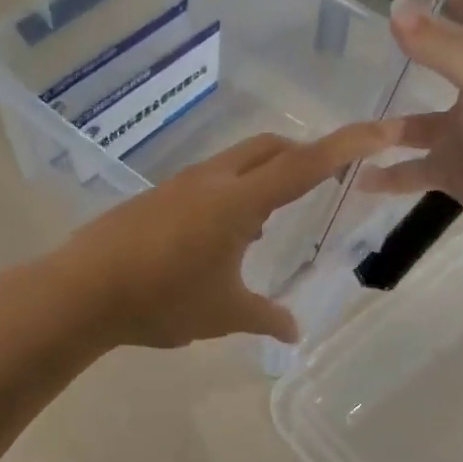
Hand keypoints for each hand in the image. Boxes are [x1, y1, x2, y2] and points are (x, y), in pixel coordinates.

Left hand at [50, 121, 398, 348]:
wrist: (81, 291)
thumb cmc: (161, 299)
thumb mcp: (223, 313)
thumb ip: (264, 317)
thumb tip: (295, 330)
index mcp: (238, 200)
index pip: (304, 164)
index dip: (347, 145)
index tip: (382, 131)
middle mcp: (212, 180)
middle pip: (271, 149)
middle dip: (305, 157)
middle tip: (326, 185)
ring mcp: (181, 185)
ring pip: (238, 164)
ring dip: (265, 180)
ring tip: (269, 227)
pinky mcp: (159, 197)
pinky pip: (211, 183)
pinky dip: (234, 196)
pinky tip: (226, 239)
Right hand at [358, 0, 462, 234]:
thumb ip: (438, 48)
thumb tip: (396, 8)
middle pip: (446, 60)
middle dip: (419, 43)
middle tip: (383, 30)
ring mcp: (462, 134)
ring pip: (417, 125)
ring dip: (388, 127)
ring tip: (352, 124)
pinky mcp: (452, 170)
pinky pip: (412, 170)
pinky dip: (388, 174)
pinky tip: (359, 177)